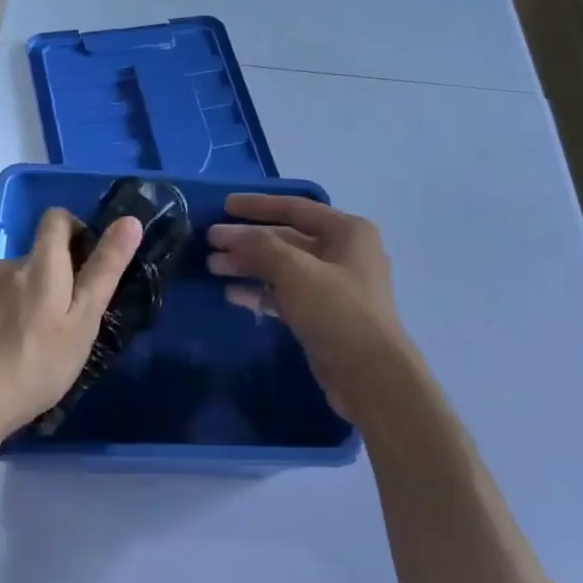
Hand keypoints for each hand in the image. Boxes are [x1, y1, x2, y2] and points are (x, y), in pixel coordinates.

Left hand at [0, 207, 142, 445]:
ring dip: (37, 300)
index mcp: (40, 263)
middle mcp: (9, 266)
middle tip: (77, 320)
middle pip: (41, 255)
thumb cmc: (36, 363)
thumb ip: (105, 269)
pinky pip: (2, 304)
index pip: (57, 217)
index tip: (92, 263)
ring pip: (21, 282)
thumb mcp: (83, 319)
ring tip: (47, 343)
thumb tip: (130, 220)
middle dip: (61, 276)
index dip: (78, 229)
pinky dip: (15, 318)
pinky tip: (18, 354)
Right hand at [207, 193, 420, 420]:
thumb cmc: (339, 313)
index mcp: (348, 231)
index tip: (224, 206)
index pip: (296, 209)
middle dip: (248, 241)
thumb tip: (227, 235)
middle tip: (210, 243)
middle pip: (286, 239)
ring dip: (249, 266)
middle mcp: (343, 253)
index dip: (258, 205)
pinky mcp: (321, 315)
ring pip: (282, 268)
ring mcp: (332, 287)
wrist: (371, 377)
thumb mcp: (297, 272)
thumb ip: (260, 247)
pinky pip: (285, 295)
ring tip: (213, 267)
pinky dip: (260, 292)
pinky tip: (232, 294)